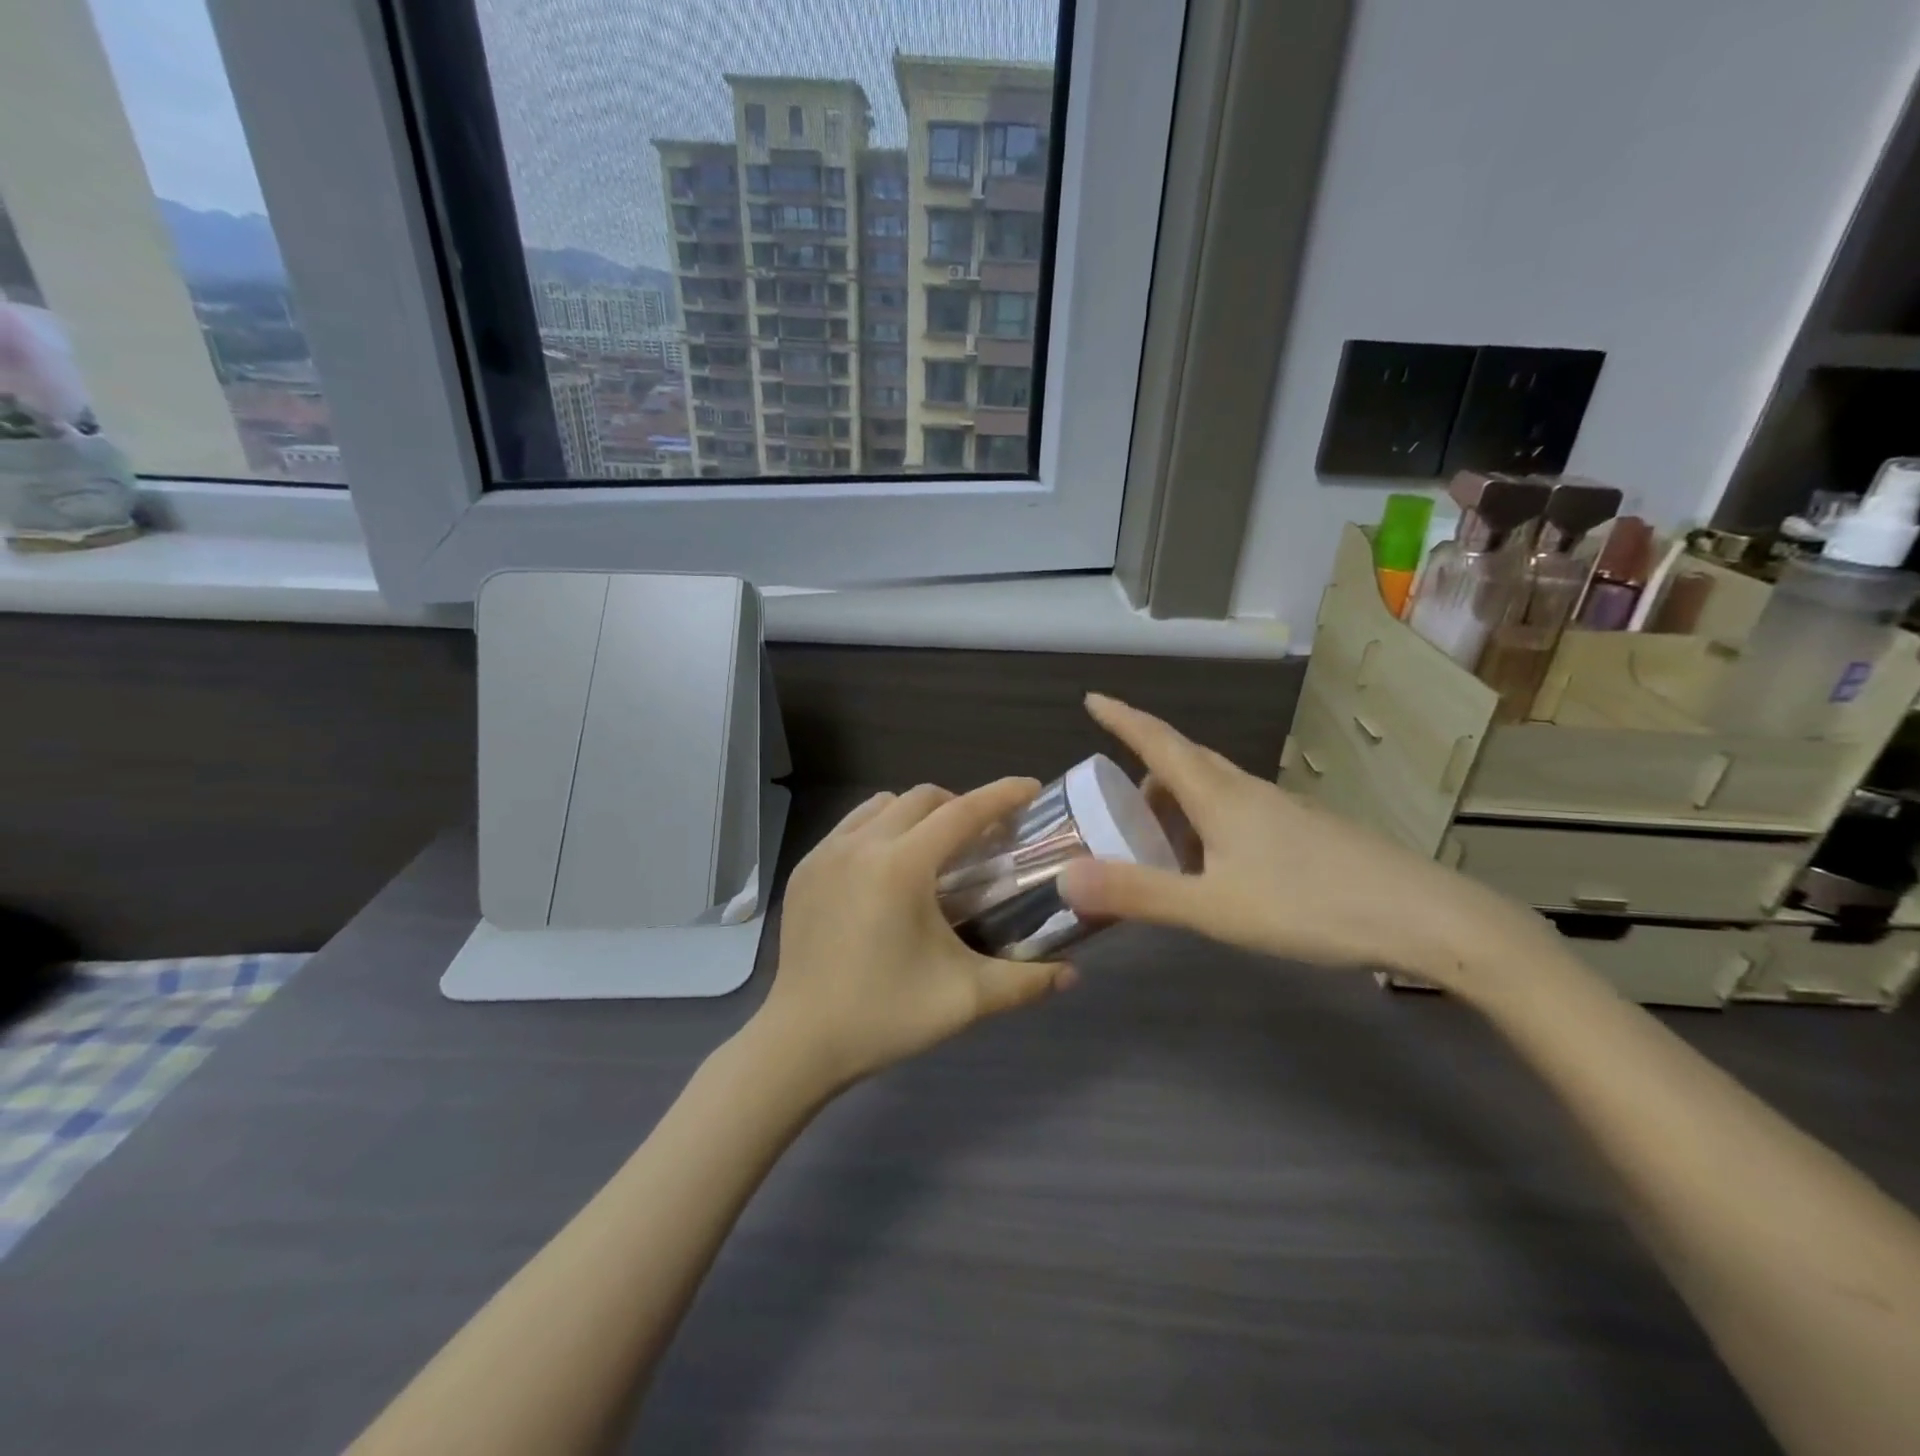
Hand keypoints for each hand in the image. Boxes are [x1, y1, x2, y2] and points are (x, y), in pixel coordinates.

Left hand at [755, 779, 1077, 1092]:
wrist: (801, 1042)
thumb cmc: (885, 1016)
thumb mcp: (965, 999)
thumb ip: (1025, 981)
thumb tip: (1072, 973)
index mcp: (901, 866)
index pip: (962, 813)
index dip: (1001, 796)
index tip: (1031, 788)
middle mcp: (861, 845)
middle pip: (922, 798)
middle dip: (960, 805)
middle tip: (982, 838)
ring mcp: (825, 853)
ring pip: (882, 805)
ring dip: (917, 814)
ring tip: (934, 850)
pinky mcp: (804, 869)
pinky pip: (851, 827)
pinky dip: (880, 829)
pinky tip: (888, 870)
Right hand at [1059, 694, 1540, 988]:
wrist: (1423, 918)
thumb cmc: (1308, 905)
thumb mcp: (1212, 908)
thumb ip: (1138, 893)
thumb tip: (1064, 878)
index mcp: (1218, 796)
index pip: (1158, 741)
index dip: (1122, 719)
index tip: (1092, 699)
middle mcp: (1247, 791)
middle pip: (1184, 763)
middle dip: (1144, 772)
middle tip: (1114, 802)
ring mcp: (1281, 810)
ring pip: (1213, 792)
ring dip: (1176, 806)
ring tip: (1157, 848)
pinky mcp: (1304, 833)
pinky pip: (1238, 814)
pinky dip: (1208, 827)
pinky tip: (1214, 871)